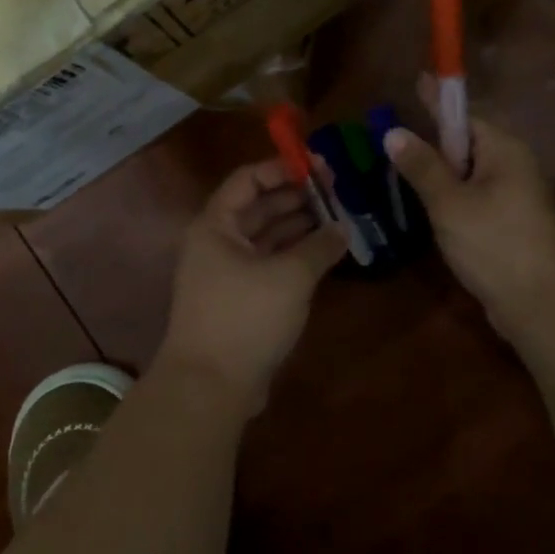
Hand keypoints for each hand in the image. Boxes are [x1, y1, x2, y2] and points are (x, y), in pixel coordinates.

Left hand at [157, 159, 346, 412]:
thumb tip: (343, 228)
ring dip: (299, 227)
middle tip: (338, 192)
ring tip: (339, 219)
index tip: (321, 167)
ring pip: (266, 237)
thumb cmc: (245, 318)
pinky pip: (269, 264)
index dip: (283, 168)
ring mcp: (226, 273)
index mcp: (216, 225)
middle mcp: (217, 243)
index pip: (249, 179)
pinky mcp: (239, 300)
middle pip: (258, 207)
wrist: (210, 386)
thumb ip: (320, 246)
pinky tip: (324, 253)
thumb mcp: (290, 276)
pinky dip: (294, 255)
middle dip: (297, 198)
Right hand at [383, 83, 554, 337]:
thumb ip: (421, 166)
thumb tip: (393, 132)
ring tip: (402, 171)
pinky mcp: (511, 227)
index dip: (436, 102)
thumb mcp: (450, 203)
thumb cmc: (495, 243)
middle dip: (433, 143)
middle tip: (393, 138)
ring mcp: (516, 199)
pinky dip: (451, 201)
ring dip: (439, 175)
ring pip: (470, 176)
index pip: (465, 116)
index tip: (418, 79)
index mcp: (504, 151)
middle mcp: (514, 168)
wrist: (542, 304)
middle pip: (467, 146)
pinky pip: (475, 201)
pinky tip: (429, 210)